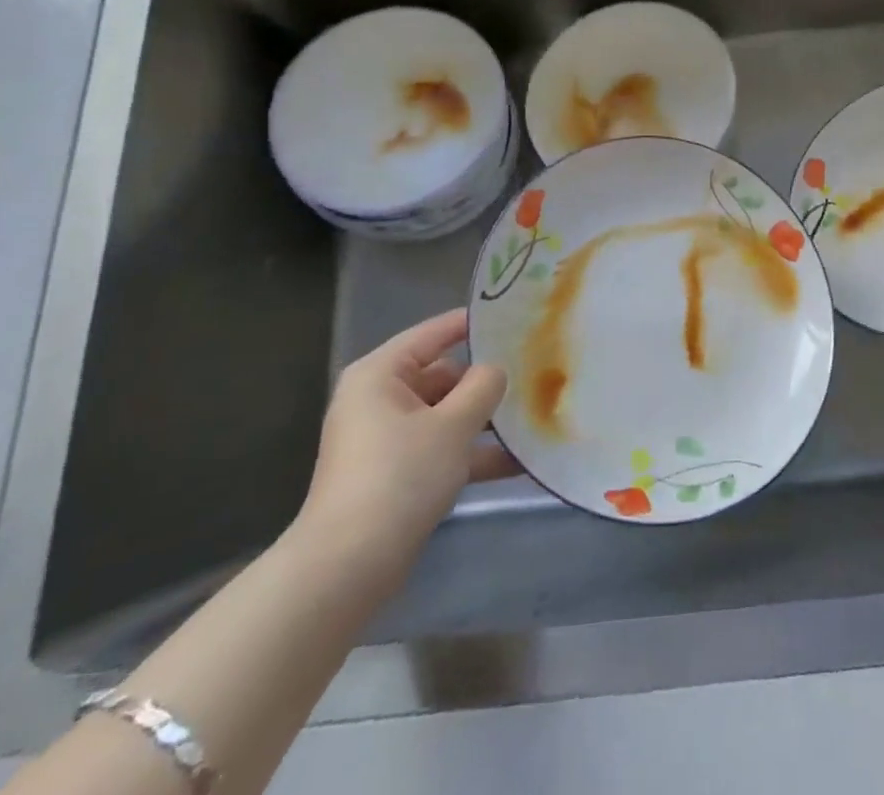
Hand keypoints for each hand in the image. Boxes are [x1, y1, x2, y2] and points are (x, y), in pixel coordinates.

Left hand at [293, 309, 516, 584]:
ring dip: (485, 422)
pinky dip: (472, 455)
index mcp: (381, 374)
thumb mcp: (453, 424)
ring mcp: (386, 440)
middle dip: (486, 382)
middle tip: (535, 374)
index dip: (474, 323)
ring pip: (446, 415)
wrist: (347, 568)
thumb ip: (484, 386)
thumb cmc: (399, 476)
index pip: (435, 332)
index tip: (516, 316)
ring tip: (535, 418)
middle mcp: (379, 399)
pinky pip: (441, 450)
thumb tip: (496, 370)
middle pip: (443, 375)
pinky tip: (519, 464)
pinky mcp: (395, 475)